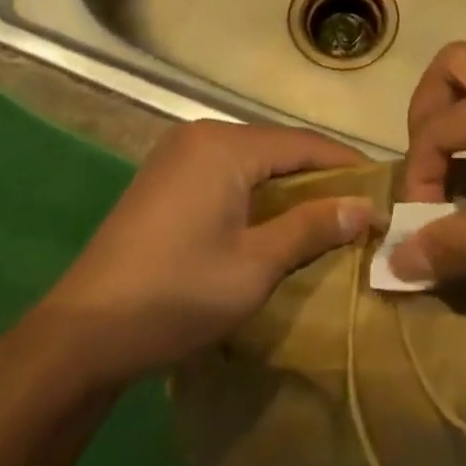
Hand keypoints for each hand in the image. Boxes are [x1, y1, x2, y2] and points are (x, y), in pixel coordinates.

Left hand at [37, 121, 375, 384]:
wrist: (83, 331)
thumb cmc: (177, 295)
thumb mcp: (254, 267)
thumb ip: (310, 228)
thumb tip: (364, 207)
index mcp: (225, 146)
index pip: (302, 143)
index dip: (345, 164)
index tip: (382, 187)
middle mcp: (201, 134)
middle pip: (275, 146)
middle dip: (317, 174)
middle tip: (357, 206)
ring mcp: (177, 153)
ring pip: (249, 158)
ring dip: (285, 183)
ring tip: (324, 214)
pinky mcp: (163, 175)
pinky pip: (223, 169)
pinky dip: (253, 189)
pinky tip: (270, 217)